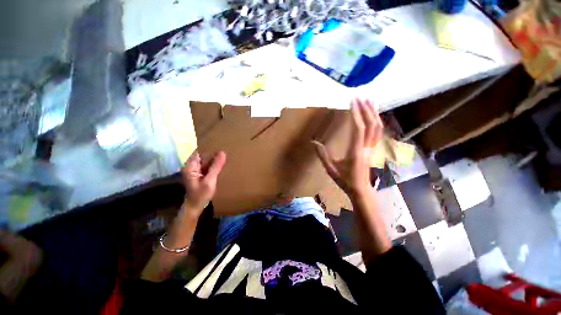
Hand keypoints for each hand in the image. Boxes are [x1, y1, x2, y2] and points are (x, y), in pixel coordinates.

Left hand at [181, 150, 226, 214]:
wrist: (195, 207)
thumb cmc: (200, 195)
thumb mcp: (209, 181)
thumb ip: (216, 167)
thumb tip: (223, 153)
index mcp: (190, 166)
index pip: (199, 151)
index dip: (209, 147)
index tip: (220, 143)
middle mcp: (192, 166)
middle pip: (203, 155)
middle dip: (213, 153)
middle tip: (226, 148)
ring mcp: (196, 170)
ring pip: (206, 160)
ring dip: (215, 159)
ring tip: (226, 154)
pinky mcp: (200, 174)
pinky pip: (208, 166)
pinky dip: (214, 165)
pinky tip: (222, 163)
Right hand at [313, 99, 382, 197]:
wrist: (361, 190)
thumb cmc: (345, 180)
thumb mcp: (330, 169)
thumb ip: (322, 155)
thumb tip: (313, 142)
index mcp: (355, 151)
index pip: (358, 129)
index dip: (356, 114)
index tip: (352, 102)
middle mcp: (367, 147)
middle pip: (371, 125)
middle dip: (366, 109)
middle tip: (361, 97)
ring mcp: (372, 148)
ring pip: (377, 128)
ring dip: (374, 113)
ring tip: (369, 101)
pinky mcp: (374, 149)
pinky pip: (378, 132)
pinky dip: (376, 121)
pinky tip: (373, 115)